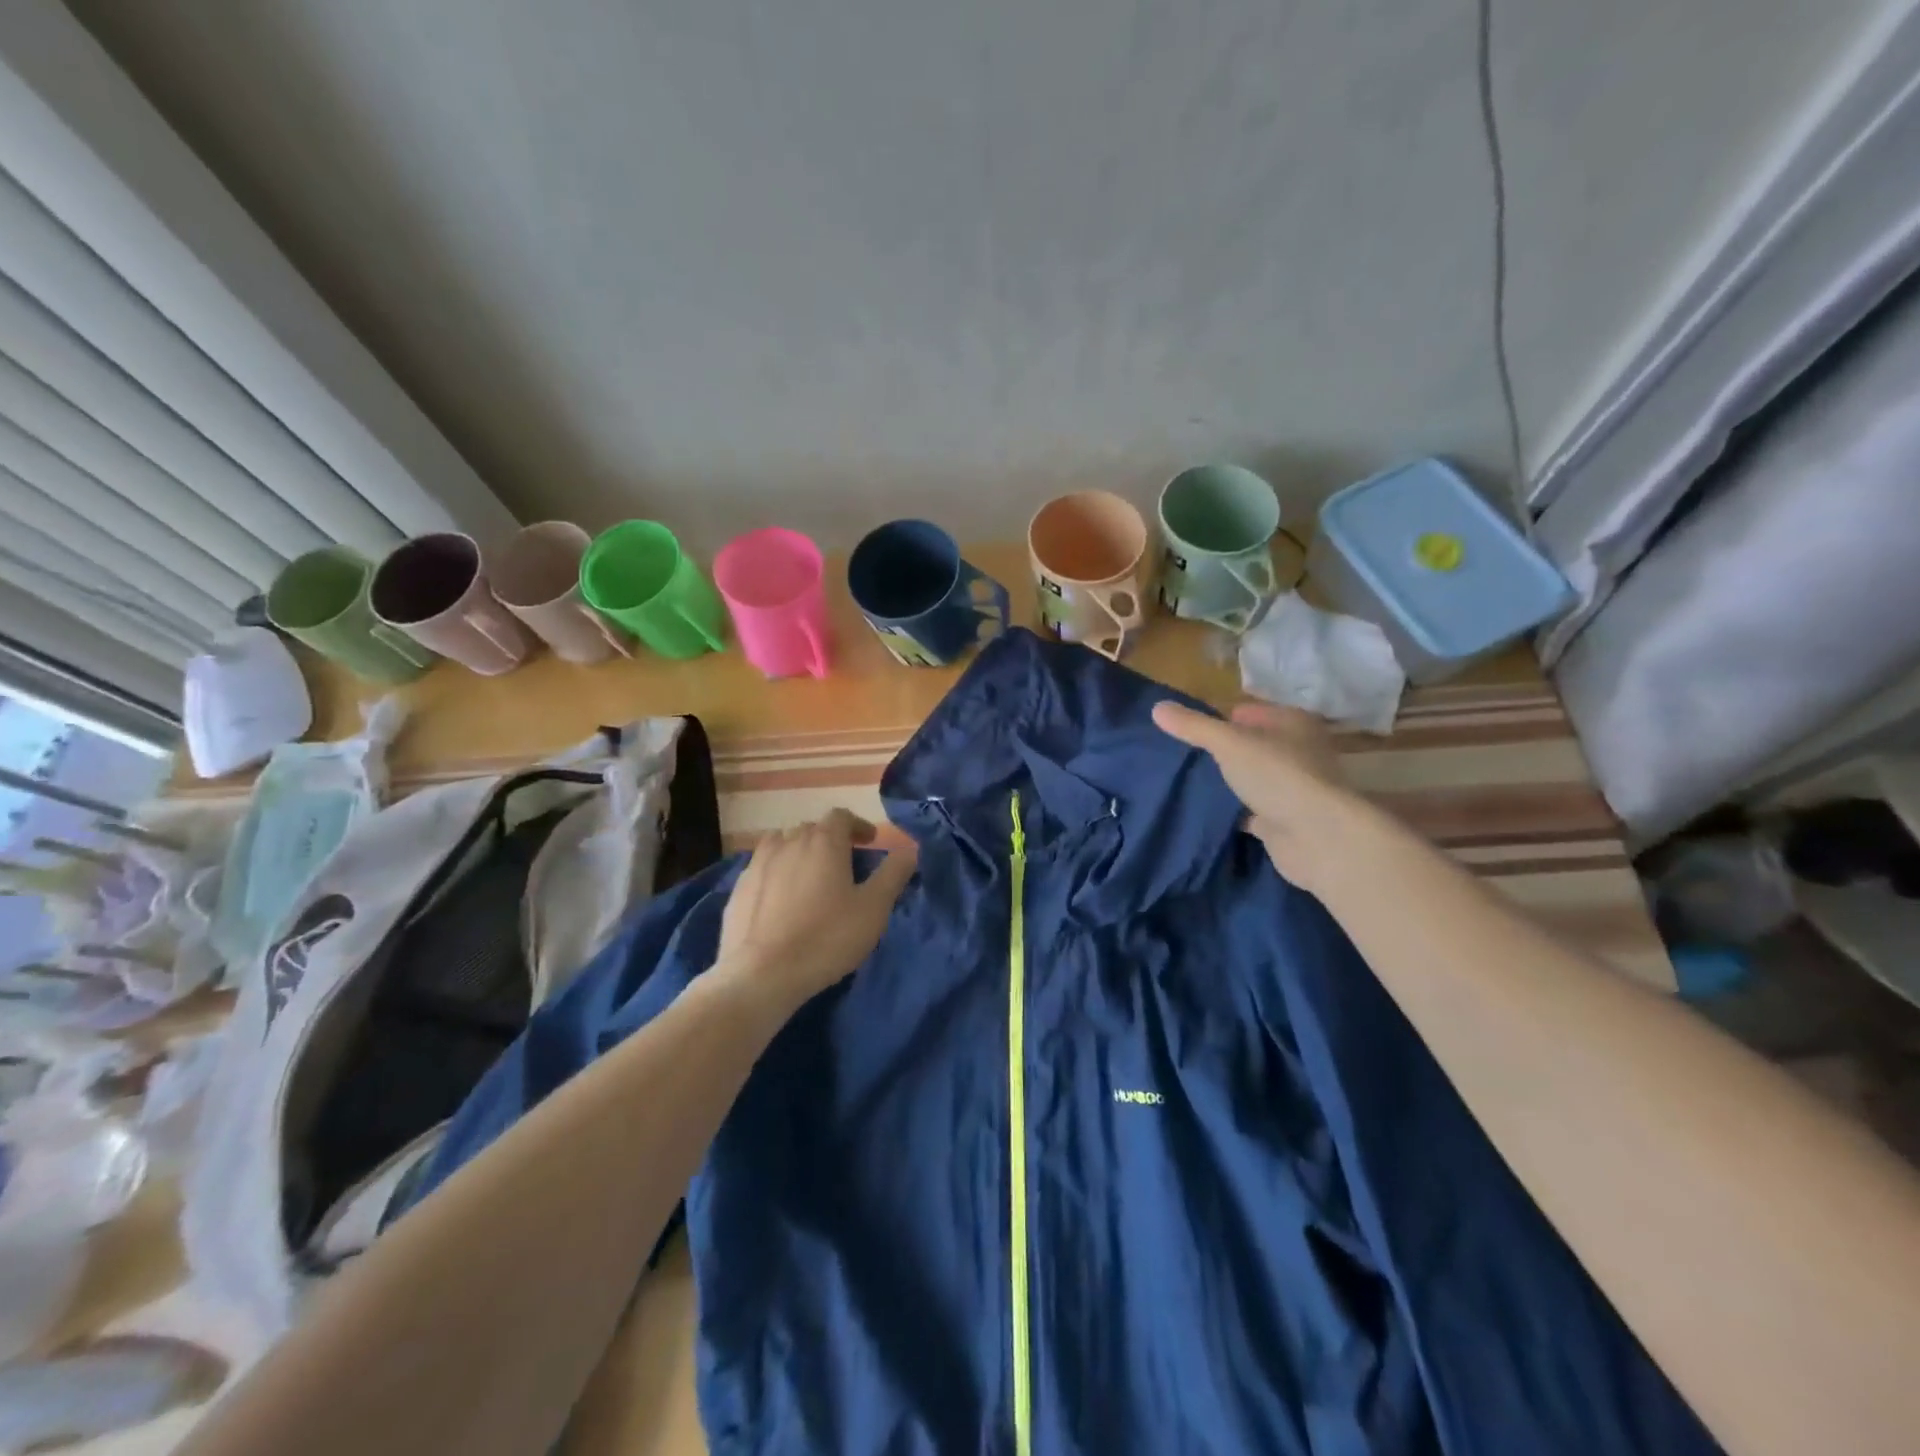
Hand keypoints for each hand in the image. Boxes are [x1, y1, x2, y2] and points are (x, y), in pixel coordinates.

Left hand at [713, 809, 917, 1012]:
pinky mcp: (738, 888)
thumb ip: (893, 874)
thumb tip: (909, 849)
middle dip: (830, 840)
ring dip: (799, 852)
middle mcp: (789, 842)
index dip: (857, 826)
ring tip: (809, 876)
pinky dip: (776, 873)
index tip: (869, 843)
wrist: (761, 974)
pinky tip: (780, 899)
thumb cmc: (826, 938)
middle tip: (844, 864)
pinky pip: (762, 868)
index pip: (841, 816)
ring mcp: (758, 863)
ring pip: (783, 844)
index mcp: (824, 842)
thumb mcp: (873, 909)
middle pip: (812, 828)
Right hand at [1152, 700, 1360, 891]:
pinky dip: (1233, 811)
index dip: (1223, 718)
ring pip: (1252, 778)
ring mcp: (1293, 788)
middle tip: (1184, 756)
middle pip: (1252, 745)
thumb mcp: (1228, 743)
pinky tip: (1207, 812)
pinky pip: (1252, 810)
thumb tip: (1156, 708)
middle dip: (1223, 751)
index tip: (1190, 730)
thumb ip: (1194, 727)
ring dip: (1229, 782)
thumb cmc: (1277, 775)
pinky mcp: (1285, 820)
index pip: (1251, 711)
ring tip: (1189, 782)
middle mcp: (1298, 752)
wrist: (1317, 837)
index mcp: (1292, 723)